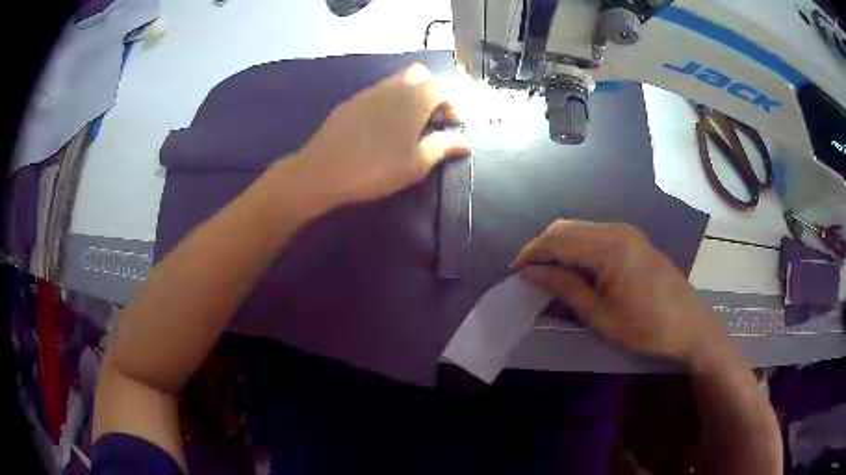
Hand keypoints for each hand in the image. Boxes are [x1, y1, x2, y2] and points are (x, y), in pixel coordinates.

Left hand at [293, 63, 470, 208]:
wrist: (322, 171)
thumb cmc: (376, 168)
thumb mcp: (417, 163)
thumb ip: (443, 147)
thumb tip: (465, 142)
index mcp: (414, 98)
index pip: (443, 86)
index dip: (454, 102)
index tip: (454, 124)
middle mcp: (393, 87)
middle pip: (420, 74)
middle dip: (432, 91)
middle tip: (433, 118)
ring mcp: (368, 92)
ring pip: (397, 81)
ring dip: (410, 96)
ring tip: (409, 126)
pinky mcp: (350, 102)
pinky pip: (378, 93)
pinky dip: (390, 102)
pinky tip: (382, 128)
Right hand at [514, 220, 724, 362]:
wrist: (688, 324)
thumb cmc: (644, 326)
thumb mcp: (600, 314)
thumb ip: (563, 288)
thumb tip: (529, 273)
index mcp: (609, 246)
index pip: (558, 239)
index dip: (532, 252)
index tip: (514, 271)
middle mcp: (616, 229)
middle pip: (566, 227)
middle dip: (542, 246)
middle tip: (528, 273)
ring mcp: (626, 231)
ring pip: (579, 228)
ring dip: (558, 246)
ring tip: (546, 272)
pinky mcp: (632, 239)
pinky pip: (594, 235)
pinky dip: (576, 247)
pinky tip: (572, 268)